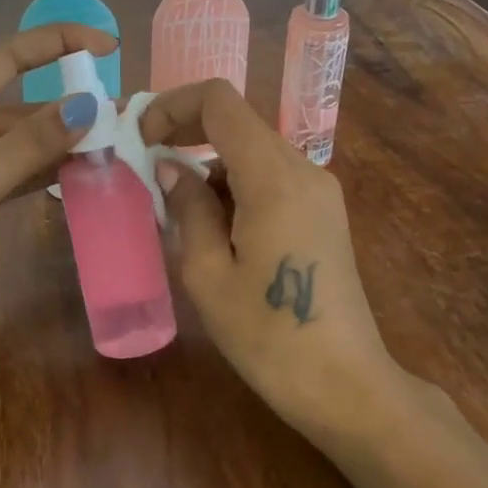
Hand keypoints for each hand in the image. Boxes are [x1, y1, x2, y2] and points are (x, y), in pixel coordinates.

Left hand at [0, 25, 114, 403]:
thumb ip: (31, 144)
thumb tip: (89, 105)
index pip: (8, 55)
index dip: (60, 43)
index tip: (109, 46)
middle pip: (18, 103)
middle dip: (67, 109)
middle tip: (123, 118)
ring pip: (17, 141)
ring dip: (58, 146)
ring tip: (112, 148)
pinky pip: (10, 171)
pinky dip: (41, 173)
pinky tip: (78, 176)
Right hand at [137, 79, 408, 438]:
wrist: (346, 384)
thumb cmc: (268, 336)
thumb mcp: (208, 274)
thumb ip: (187, 208)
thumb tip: (169, 168)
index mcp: (273, 178)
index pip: (220, 102)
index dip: (173, 106)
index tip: (141, 138)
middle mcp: (303, 169)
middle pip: (237, 122)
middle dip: (186, 135)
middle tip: (148, 171)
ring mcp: (320, 190)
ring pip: (253, 150)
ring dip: (210, 166)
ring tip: (178, 214)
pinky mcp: (324, 211)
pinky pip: (271, 176)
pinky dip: (235, 185)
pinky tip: (216, 230)